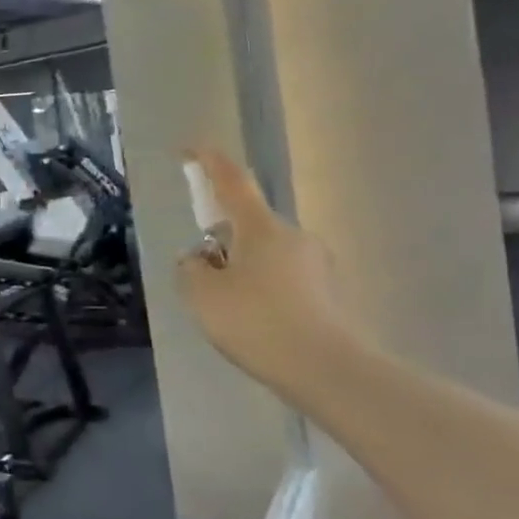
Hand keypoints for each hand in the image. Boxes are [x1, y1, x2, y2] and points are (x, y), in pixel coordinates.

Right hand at [176, 148, 357, 395]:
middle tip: (203, 277)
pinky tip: (255, 325)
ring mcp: (316, 265)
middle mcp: (293, 237)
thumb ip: (191, 268)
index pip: (232, 183)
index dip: (210, 163)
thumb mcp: (202, 294)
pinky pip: (282, 281)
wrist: (326, 370)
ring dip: (242, 271)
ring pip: (264, 256)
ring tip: (227, 311)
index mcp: (261, 228)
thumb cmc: (256, 321)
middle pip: (247, 227)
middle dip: (222, 243)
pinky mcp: (327, 293)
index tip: (192, 149)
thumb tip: (199, 259)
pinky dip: (262, 293)